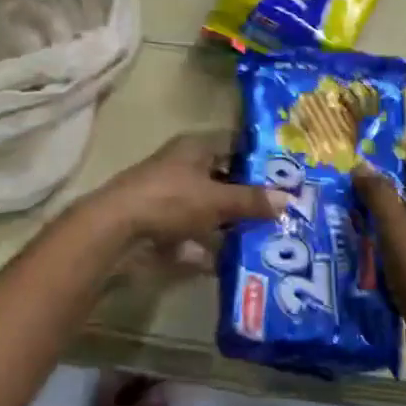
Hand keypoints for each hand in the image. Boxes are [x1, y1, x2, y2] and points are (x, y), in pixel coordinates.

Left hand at [89, 131, 290, 270]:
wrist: (116, 230)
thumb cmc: (170, 200)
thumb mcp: (216, 200)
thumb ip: (251, 200)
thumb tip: (289, 198)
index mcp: (195, 147)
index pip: (234, 143)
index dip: (259, 157)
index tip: (285, 174)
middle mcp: (183, 166)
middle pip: (222, 177)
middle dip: (247, 195)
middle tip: (281, 211)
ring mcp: (169, 196)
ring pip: (208, 207)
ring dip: (229, 223)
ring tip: (262, 238)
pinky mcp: (160, 224)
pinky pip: (192, 233)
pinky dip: (207, 246)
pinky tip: (228, 262)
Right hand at [352, 146, 405, 328]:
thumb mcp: (395, 228)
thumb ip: (378, 193)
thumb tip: (362, 166)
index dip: (391, 153)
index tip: (361, 153)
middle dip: (385, 183)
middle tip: (351, 183)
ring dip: (387, 211)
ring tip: (354, 212)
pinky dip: (395, 234)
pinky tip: (371, 243)